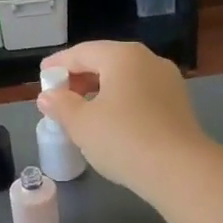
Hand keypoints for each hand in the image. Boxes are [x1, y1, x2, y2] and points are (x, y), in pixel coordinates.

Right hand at [37, 40, 210, 191]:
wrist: (180, 170)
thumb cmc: (123, 139)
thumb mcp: (82, 124)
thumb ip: (60, 105)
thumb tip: (48, 96)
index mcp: (123, 56)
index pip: (82, 52)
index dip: (59, 64)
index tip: (42, 76)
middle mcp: (148, 60)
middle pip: (106, 61)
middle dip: (80, 77)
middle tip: (59, 95)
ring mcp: (168, 81)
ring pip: (125, 78)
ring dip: (100, 90)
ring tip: (82, 110)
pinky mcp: (178, 104)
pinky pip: (141, 94)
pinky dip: (120, 100)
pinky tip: (111, 121)